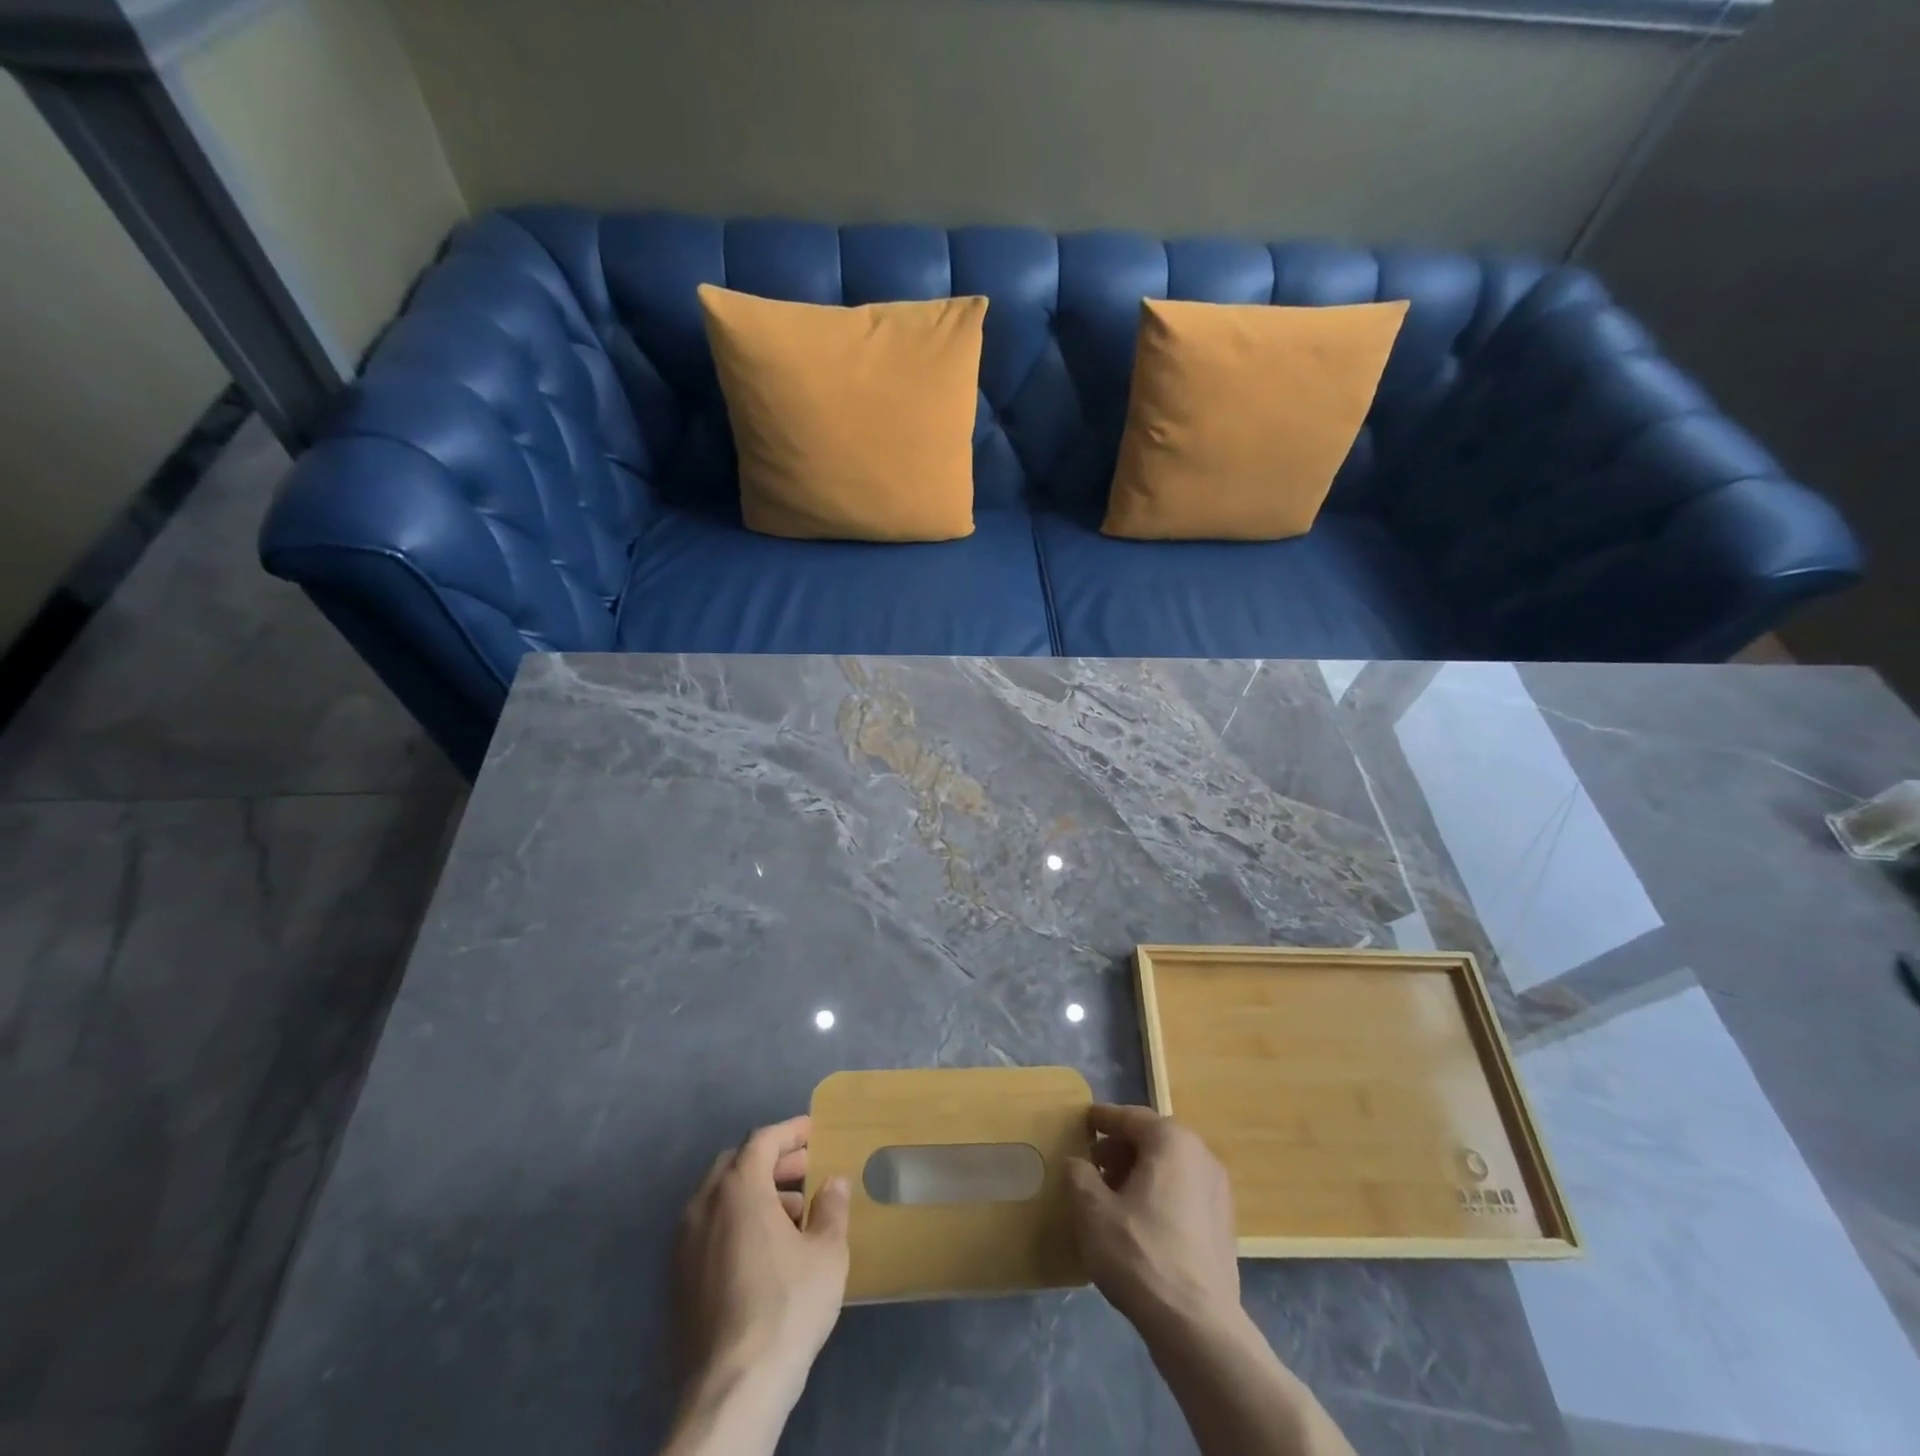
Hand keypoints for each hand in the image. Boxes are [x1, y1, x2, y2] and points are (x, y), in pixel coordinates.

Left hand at [672, 1116, 851, 1407]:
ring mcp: (684, 1245)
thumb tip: (832, 1183)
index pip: (763, 1140)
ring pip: (721, 1199)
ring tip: (794, 1215)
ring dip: (756, 1194)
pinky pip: (710, 1230)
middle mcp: (704, 1206)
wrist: (733, 1390)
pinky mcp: (678, 1281)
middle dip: (773, 1163)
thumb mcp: (827, 1252)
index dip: (790, 1132)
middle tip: (806, 1172)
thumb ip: (831, 1207)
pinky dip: (737, 1223)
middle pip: (737, 1165)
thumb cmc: (787, 1307)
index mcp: (738, 1188)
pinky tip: (765, 1252)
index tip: (814, 1133)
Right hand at [1065, 1103, 1240, 1341]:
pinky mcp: (1224, 1225)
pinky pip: (1183, 1193)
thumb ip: (1079, 1175)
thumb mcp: (1092, 1210)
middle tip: (1093, 1167)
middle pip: (1152, 1140)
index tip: (1083, 1121)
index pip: (1130, 1118)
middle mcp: (1201, 1155)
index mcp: (1171, 1141)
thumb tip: (1077, 1162)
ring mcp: (1218, 1191)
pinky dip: (1159, 1195)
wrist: (1198, 1327)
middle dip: (1120, 1150)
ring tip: (1112, 1198)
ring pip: (1169, 1167)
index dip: (1102, 1119)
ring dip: (1139, 1174)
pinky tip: (1139, 1224)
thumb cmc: (1140, 1254)